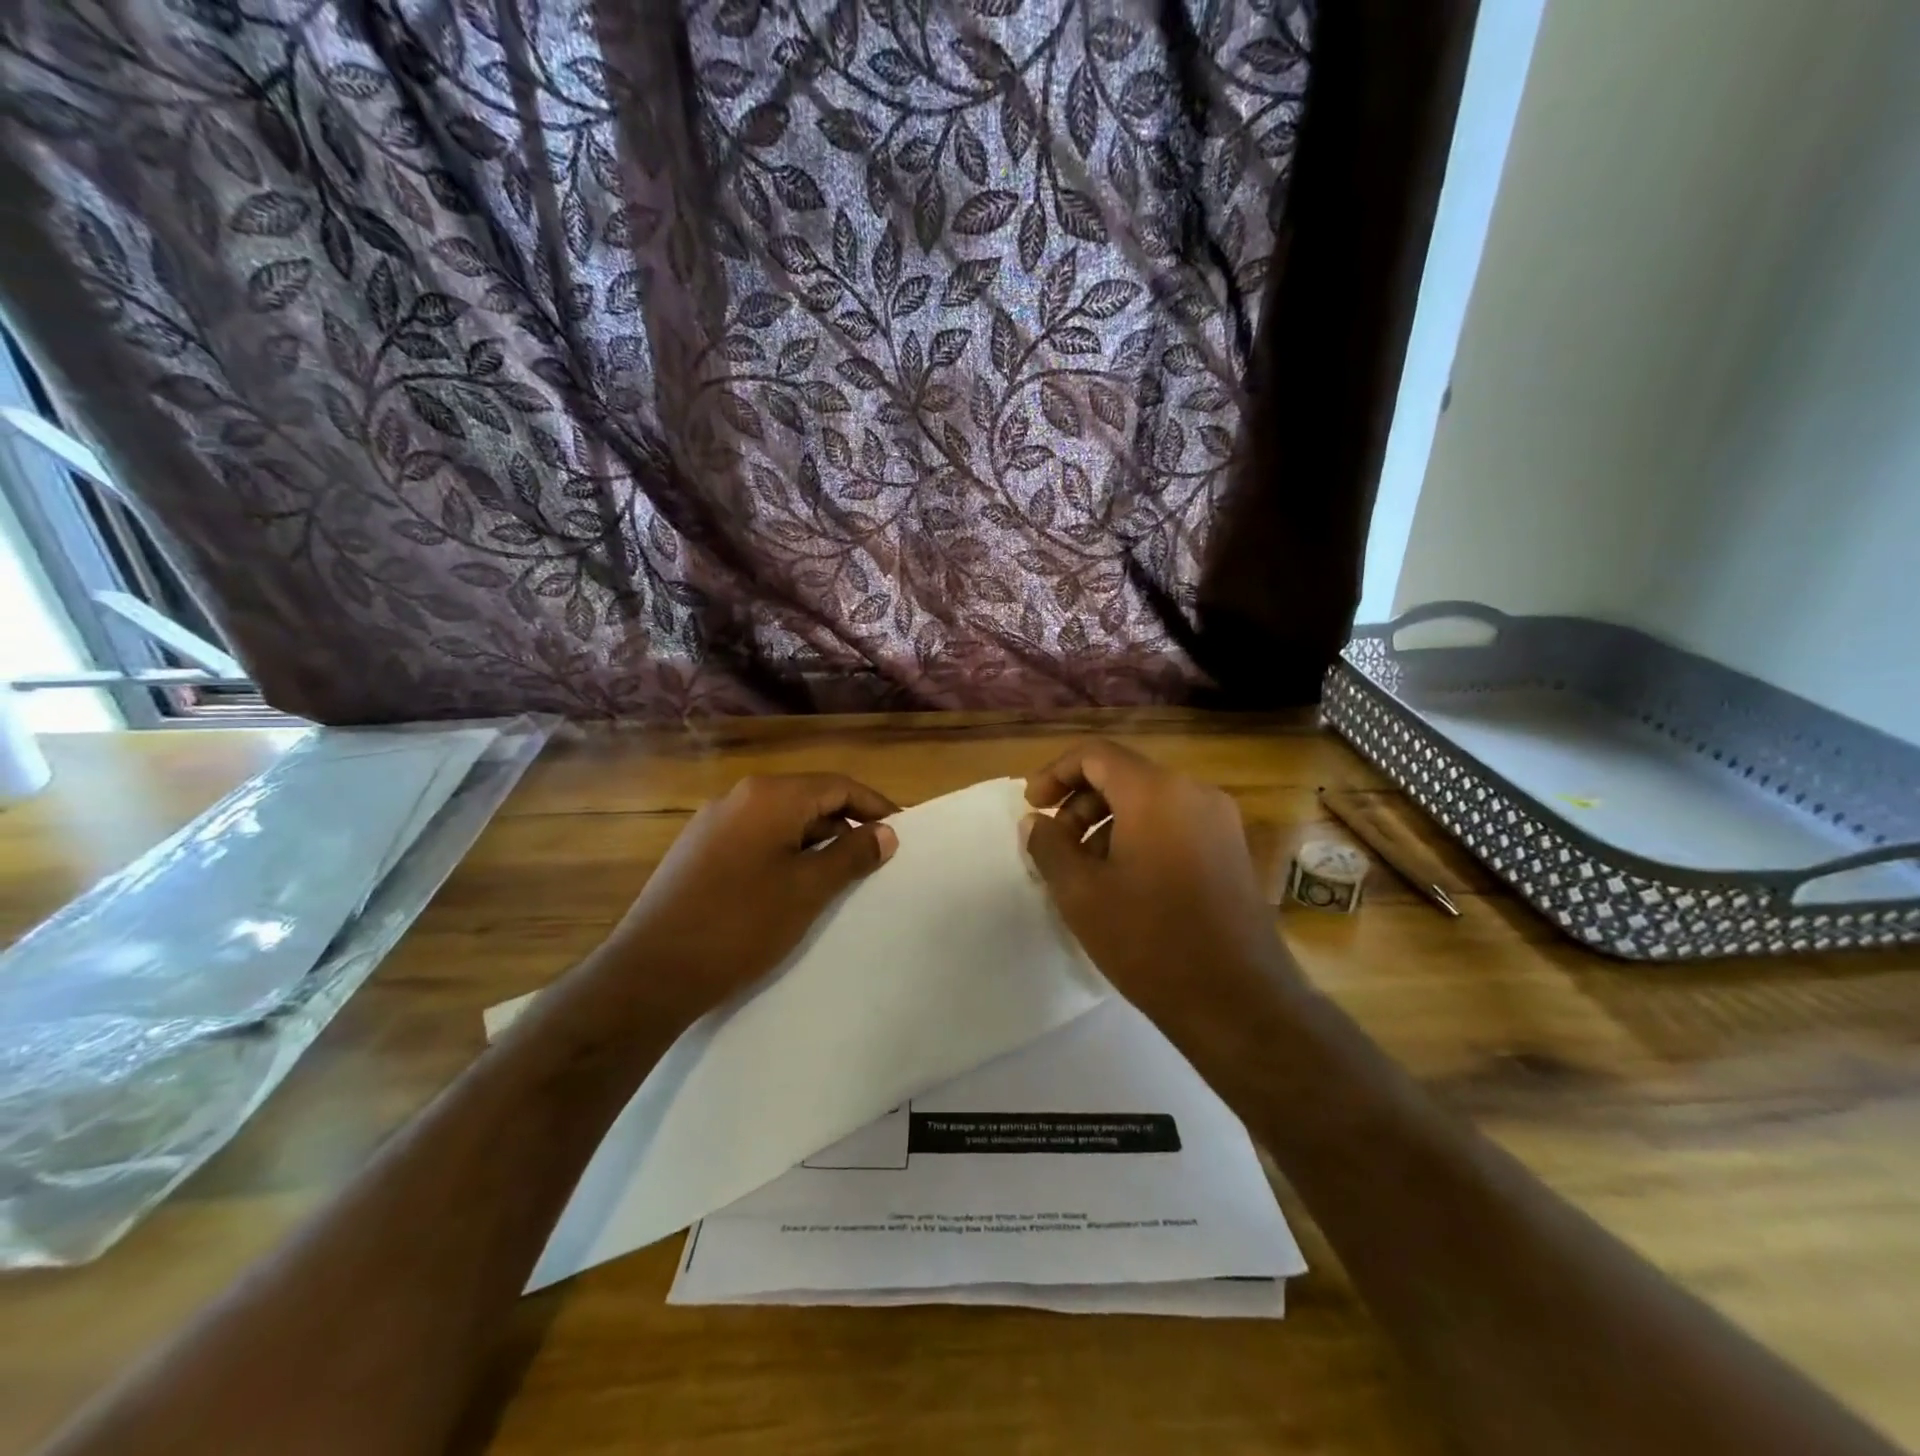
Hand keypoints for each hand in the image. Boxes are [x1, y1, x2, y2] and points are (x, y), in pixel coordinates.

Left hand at [586, 773, 898, 1020]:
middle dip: (847, 825)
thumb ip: (851, 854)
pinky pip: (756, 839)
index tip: (902, 832)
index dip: (875, 806)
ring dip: (817, 842)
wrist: (651, 972)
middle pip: (809, 799)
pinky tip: (793, 887)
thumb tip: (885, 833)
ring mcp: (713, 824)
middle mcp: (739, 798)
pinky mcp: (698, 851)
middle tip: (876, 860)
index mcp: (769, 796)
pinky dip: (786, 853)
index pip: (838, 785)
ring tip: (841, 877)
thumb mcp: (808, 889)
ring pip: (782, 821)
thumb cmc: (740, 924)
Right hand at [1022, 740, 1289, 1025]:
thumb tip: (1036, 822)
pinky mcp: (1232, 850)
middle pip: (1124, 775)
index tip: (1033, 806)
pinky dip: (1140, 836)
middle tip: (1056, 845)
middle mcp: (1194, 793)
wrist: (1237, 1000)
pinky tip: (1124, 882)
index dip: (1055, 773)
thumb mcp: (1081, 893)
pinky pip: (1175, 824)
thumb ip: (1049, 846)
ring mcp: (1220, 821)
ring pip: (1150, 801)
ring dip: (1108, 822)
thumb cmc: (1149, 940)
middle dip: (1081, 802)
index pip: (1095, 754)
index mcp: (1156, 792)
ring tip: (1086, 870)